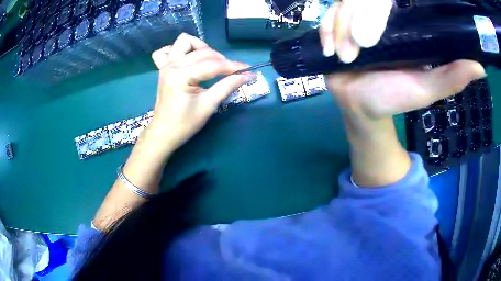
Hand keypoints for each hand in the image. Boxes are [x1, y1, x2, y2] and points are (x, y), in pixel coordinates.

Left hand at [147, 33, 252, 153]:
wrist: (163, 133)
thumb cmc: (184, 124)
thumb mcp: (208, 106)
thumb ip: (227, 86)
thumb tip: (248, 76)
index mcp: (180, 76)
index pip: (213, 65)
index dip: (233, 67)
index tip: (249, 70)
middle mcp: (172, 65)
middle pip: (203, 52)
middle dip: (221, 60)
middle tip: (231, 73)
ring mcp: (165, 65)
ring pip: (185, 41)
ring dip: (200, 47)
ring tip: (209, 62)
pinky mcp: (163, 68)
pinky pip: (167, 50)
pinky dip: (179, 50)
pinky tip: (188, 59)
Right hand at [319, 1, 485, 119]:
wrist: (359, 106)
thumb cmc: (393, 97)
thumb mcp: (427, 89)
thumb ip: (452, 78)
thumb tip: (480, 67)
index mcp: (401, 24)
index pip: (387, 1)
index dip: (380, 1)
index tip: (382, 8)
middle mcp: (377, 17)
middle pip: (361, 0)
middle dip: (354, 19)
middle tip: (357, 50)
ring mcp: (355, 21)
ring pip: (341, 6)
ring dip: (339, 30)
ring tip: (344, 57)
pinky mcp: (337, 28)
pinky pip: (327, 18)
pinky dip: (325, 30)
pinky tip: (329, 49)